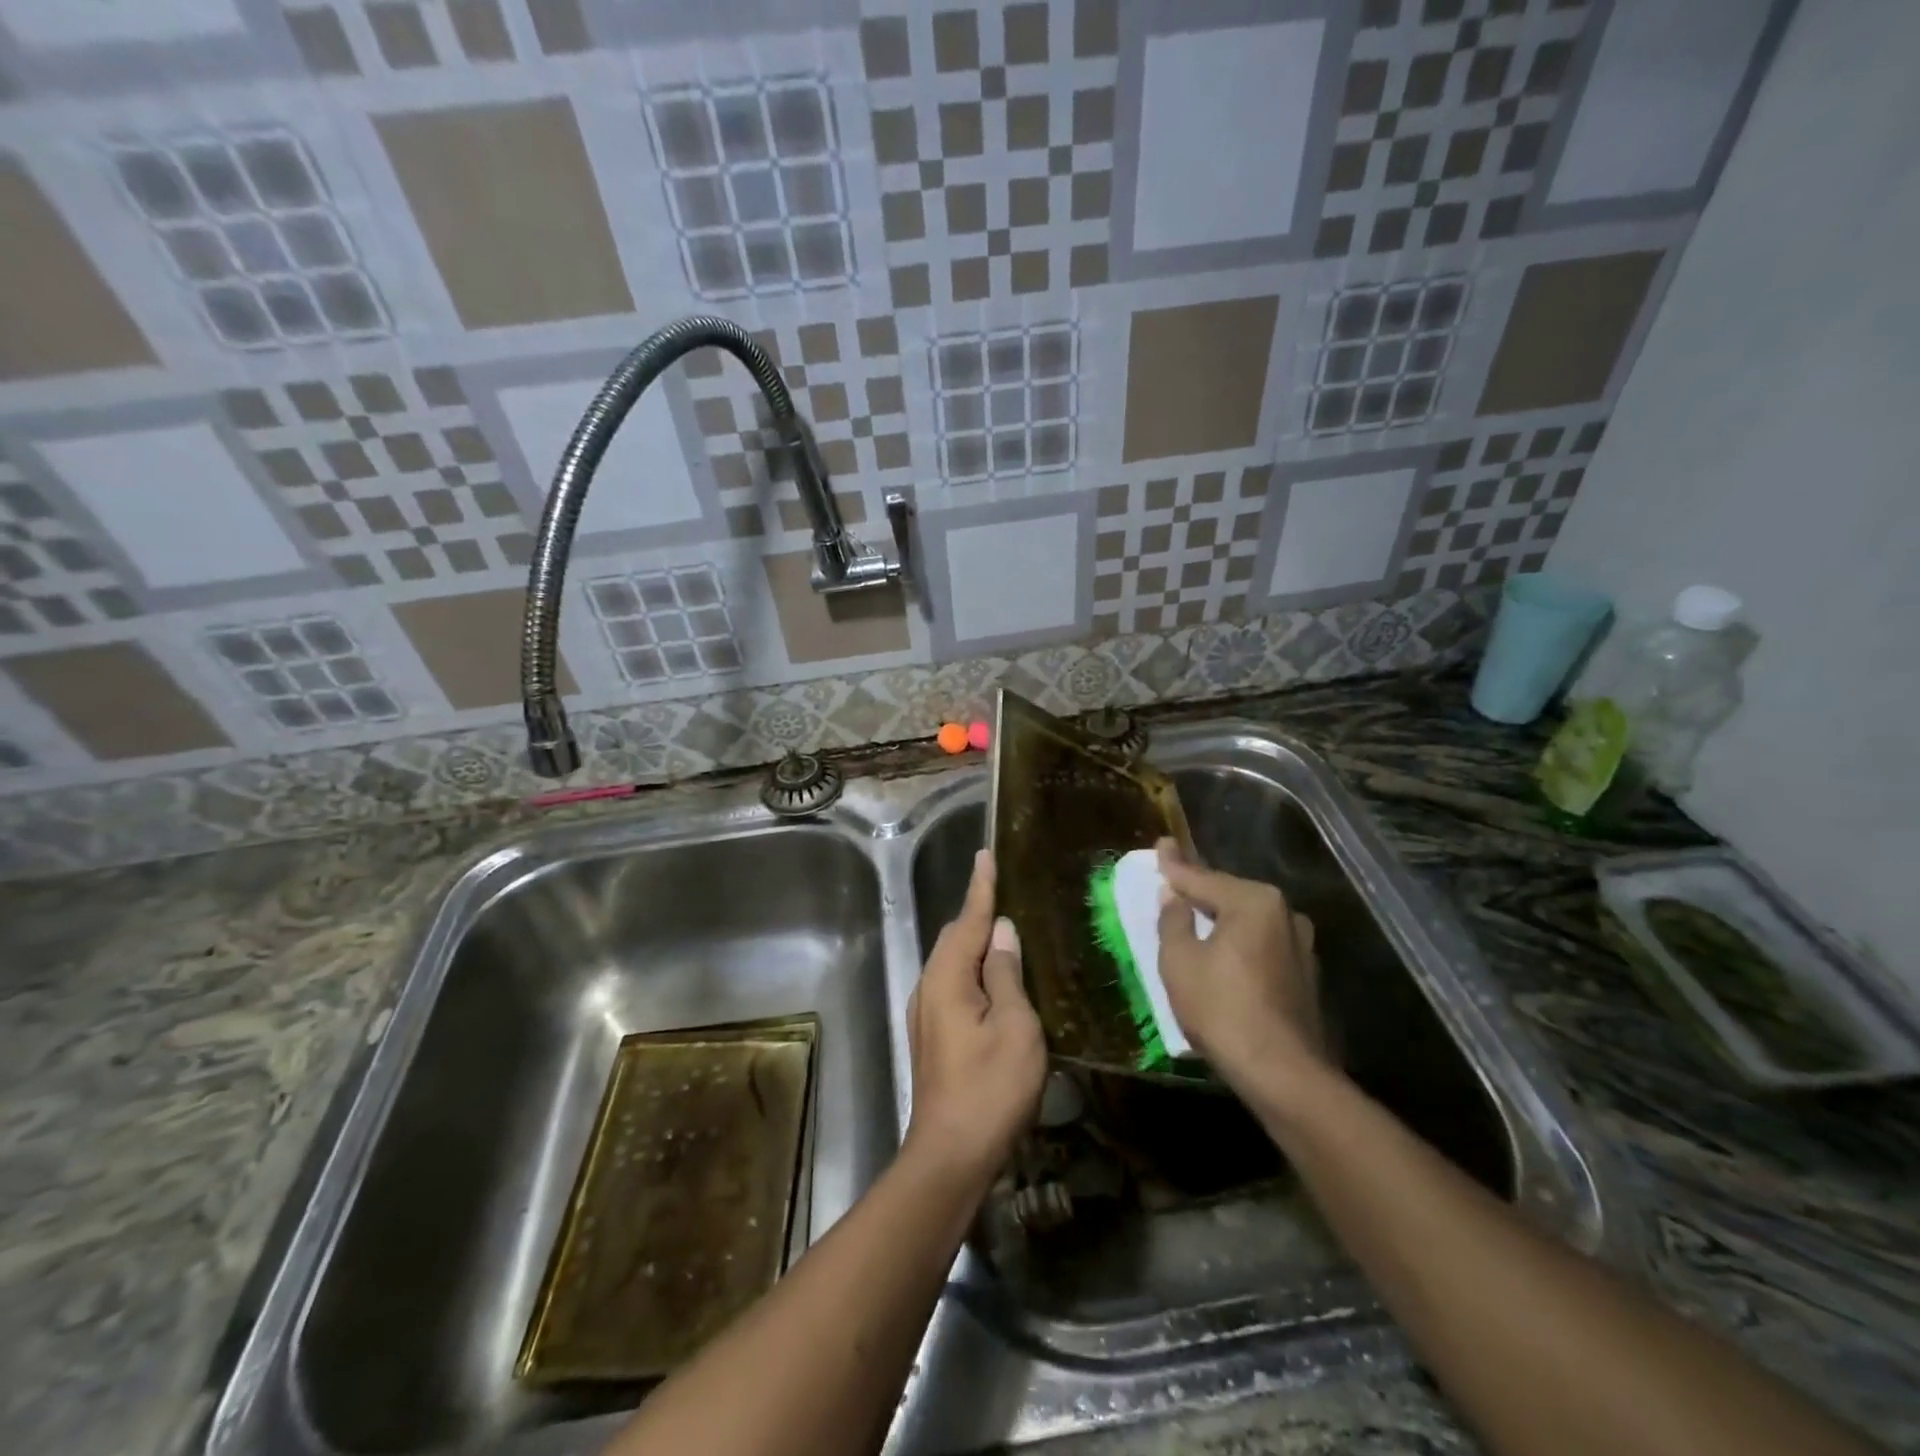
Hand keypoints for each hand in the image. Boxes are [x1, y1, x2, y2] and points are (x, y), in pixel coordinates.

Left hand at [904, 849, 1047, 1186]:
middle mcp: (929, 987)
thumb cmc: (990, 1089)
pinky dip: (975, 973)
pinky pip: (953, 986)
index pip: (968, 919)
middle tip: (1011, 898)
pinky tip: (997, 984)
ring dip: (978, 947)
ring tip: (1010, 937)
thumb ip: (1007, 974)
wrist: (950, 1156)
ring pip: (953, 964)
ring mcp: (926, 1014)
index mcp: (947, 978)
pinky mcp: (933, 1036)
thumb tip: (1003, 933)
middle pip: (955, 938)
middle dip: (980, 916)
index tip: (985, 855)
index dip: (981, 887)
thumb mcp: (1015, 1027)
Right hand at [1155, 839, 1330, 1102]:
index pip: (1202, 878)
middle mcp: (1284, 913)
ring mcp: (1301, 945)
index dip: (1174, 866)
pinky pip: (1262, 946)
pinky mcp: (1306, 976)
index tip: (1160, 845)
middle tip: (1173, 885)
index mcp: (1253, 901)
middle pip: (1229, 896)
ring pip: (1248, 922)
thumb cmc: (1222, 1008)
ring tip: (1196, 919)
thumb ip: (1174, 920)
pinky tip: (1224, 956)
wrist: (1283, 1073)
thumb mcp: (1180, 961)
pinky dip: (1240, 945)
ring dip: (1222, 920)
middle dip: (1200, 892)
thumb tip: (1173, 896)